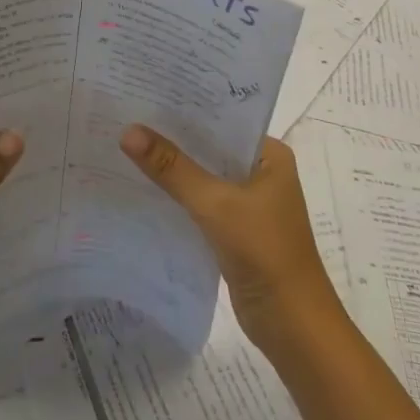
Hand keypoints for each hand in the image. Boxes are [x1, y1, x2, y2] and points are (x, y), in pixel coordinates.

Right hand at [121, 125, 346, 359]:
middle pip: (209, 147)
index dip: (185, 106)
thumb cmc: (265, 252)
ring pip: (203, 175)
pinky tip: (141, 186)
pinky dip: (176, 195)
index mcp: (269, 154)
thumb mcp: (215, 204)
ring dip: (172, 167)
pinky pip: (199, 202)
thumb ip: (172, 168)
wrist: (293, 327)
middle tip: (125, 114)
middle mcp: (260, 172)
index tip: (144, 92)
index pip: (222, 118)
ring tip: (125, 144)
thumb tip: (128, 131)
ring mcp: (248, 202)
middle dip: (172, 136)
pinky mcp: (234, 229)